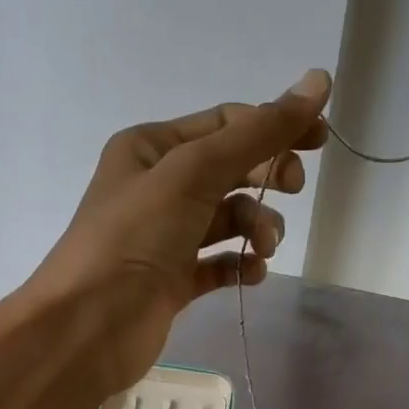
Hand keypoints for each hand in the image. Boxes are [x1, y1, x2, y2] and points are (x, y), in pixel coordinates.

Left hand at [28, 70, 330, 397]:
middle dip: (266, 177)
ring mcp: (165, 236)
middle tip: (292, 189)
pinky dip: (241, 265)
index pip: (225, 124)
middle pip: (230, 170)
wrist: (88, 327)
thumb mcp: (195, 172)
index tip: (320, 140)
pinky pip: (219, 263)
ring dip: (257, 227)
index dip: (274, 126)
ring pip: (228, 219)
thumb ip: (258, 132)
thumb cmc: (134, 237)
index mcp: (151, 148)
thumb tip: (318, 81)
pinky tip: (252, 273)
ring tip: (263, 247)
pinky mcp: (173, 280)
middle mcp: (157, 187)